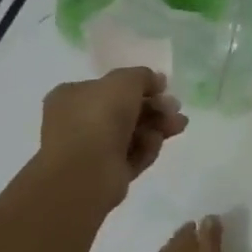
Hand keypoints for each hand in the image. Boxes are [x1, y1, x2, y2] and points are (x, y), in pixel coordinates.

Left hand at [39, 68, 187, 205]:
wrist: (85, 171)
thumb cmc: (98, 117)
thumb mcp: (123, 82)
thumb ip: (143, 77)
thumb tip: (157, 81)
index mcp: (73, 97)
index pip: (110, 88)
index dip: (139, 86)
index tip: (163, 88)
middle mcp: (79, 122)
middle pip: (124, 111)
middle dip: (154, 108)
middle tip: (175, 108)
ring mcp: (92, 150)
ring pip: (131, 134)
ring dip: (156, 127)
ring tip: (178, 125)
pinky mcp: (107, 175)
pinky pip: (132, 157)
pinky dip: (147, 149)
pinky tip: (157, 143)